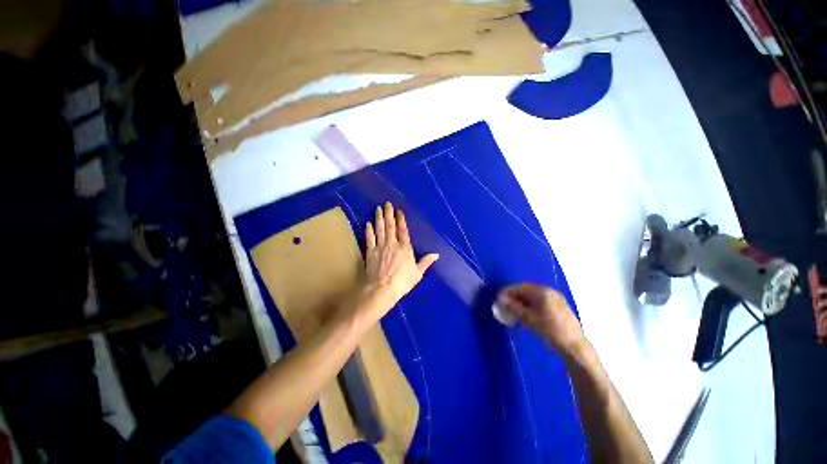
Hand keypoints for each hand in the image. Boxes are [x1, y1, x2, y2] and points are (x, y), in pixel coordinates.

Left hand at [363, 202, 438, 308]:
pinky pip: (369, 238)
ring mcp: (380, 246)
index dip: (400, 220)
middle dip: (389, 214)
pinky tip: (367, 223)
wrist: (382, 289)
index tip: (398, 211)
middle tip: (387, 204)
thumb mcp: (417, 273)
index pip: (402, 230)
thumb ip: (426, 262)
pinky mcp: (370, 252)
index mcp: (405, 248)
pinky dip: (369, 230)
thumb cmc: (402, 282)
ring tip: (378, 208)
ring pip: (379, 229)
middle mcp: (392, 243)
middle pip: (390, 226)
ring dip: (379, 218)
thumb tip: (436, 254)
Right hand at [498, 283, 585, 354]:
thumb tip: (501, 299)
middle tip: (505, 306)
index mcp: (543, 292)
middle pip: (527, 291)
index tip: (498, 299)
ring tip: (513, 312)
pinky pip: (540, 303)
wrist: (574, 348)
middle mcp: (550, 292)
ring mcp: (556, 300)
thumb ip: (514, 307)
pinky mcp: (559, 308)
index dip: (508, 292)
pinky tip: (526, 316)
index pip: (520, 287)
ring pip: (533, 298)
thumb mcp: (529, 319)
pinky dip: (531, 307)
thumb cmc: (550, 331)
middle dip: (514, 298)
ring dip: (522, 303)